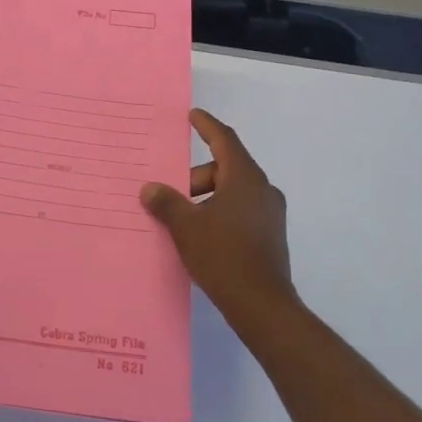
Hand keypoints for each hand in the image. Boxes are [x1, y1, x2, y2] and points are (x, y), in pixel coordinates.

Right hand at [141, 109, 296, 340]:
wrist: (263, 306)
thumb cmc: (223, 255)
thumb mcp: (186, 226)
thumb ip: (166, 202)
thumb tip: (150, 188)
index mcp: (244, 177)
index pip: (224, 139)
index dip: (206, 125)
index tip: (192, 115)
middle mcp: (262, 189)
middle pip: (225, 168)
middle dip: (195, 176)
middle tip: (170, 193)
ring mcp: (270, 213)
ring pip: (232, 191)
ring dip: (206, 197)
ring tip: (182, 218)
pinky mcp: (271, 235)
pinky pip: (241, 210)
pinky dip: (219, 212)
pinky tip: (201, 234)